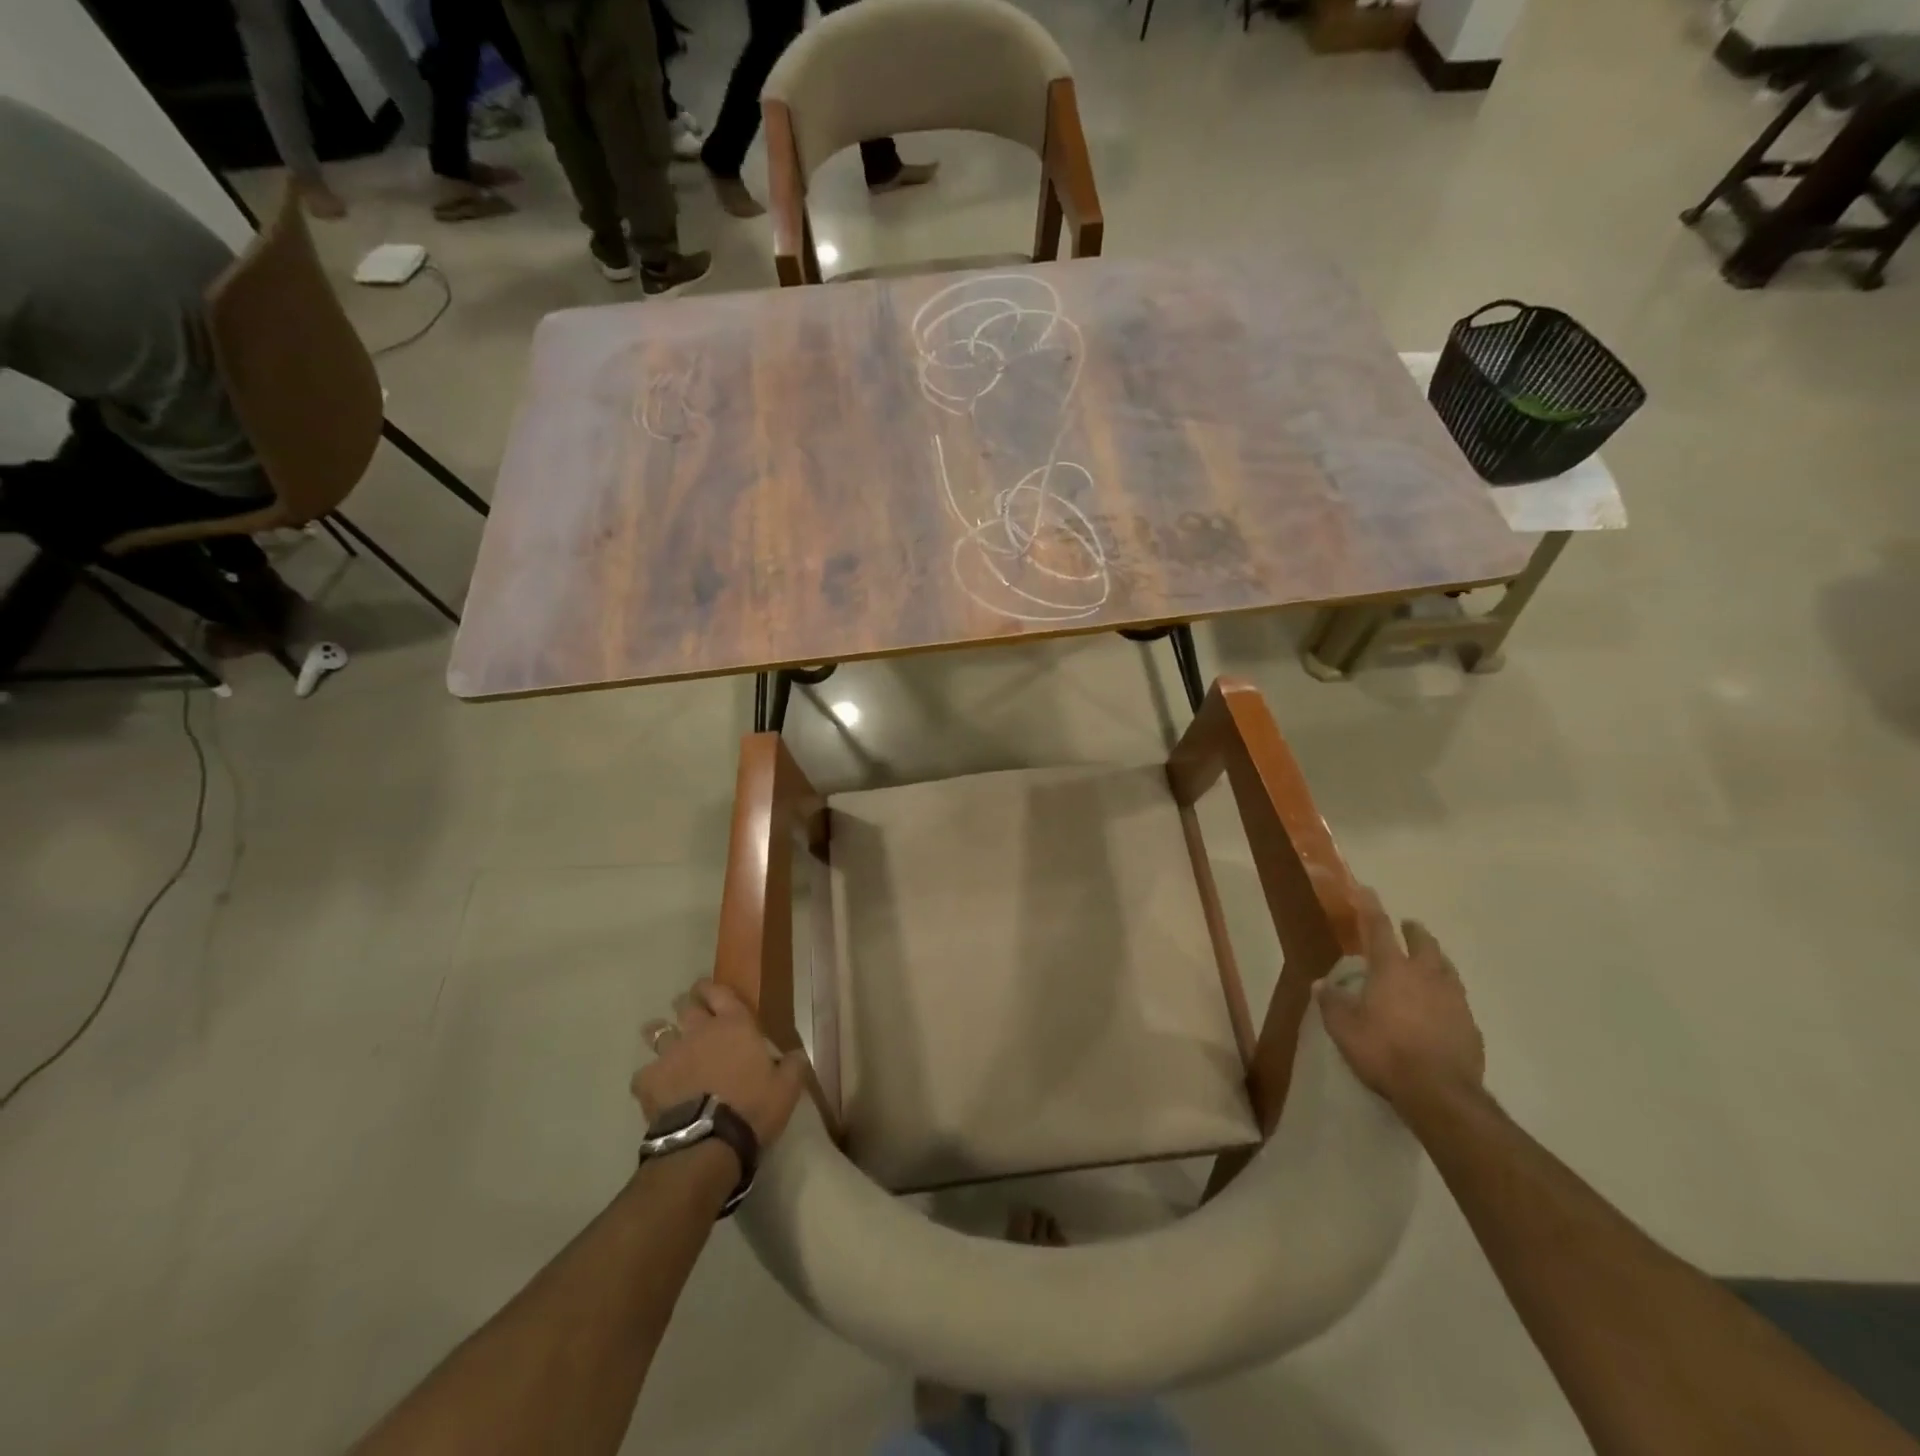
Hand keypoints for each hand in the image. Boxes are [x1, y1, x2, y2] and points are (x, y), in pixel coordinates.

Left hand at [633, 980, 807, 1148]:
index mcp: (735, 1025)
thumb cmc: (753, 1107)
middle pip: (686, 1006)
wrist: (709, 1141)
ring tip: (660, 1038)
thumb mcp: (787, 1088)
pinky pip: (643, 1074)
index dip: (711, 988)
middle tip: (688, 1011)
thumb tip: (797, 1054)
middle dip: (686, 1005)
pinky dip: (649, 1078)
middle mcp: (700, 1031)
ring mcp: (671, 1055)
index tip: (707, 989)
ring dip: (660, 1032)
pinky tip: (653, 1087)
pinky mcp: (649, 1082)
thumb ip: (793, 1065)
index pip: (719, 992)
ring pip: (658, 1032)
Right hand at [1315, 887, 1484, 1110]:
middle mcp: (1426, 976)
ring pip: (1446, 968)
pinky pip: (1457, 1000)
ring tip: (1429, 961)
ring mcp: (1454, 1000)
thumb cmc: (1384, 1051)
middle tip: (1408, 926)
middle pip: (1423, 943)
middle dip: (1414, 931)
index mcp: (1392, 970)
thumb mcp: (1344, 1028)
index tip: (1367, 890)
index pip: (1378, 929)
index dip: (1370, 908)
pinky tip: (1441, 1007)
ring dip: (1435, 959)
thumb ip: (1332, 1002)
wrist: (1440, 1093)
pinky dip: (1446, 994)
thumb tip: (1322, 983)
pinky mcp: (1471, 1026)